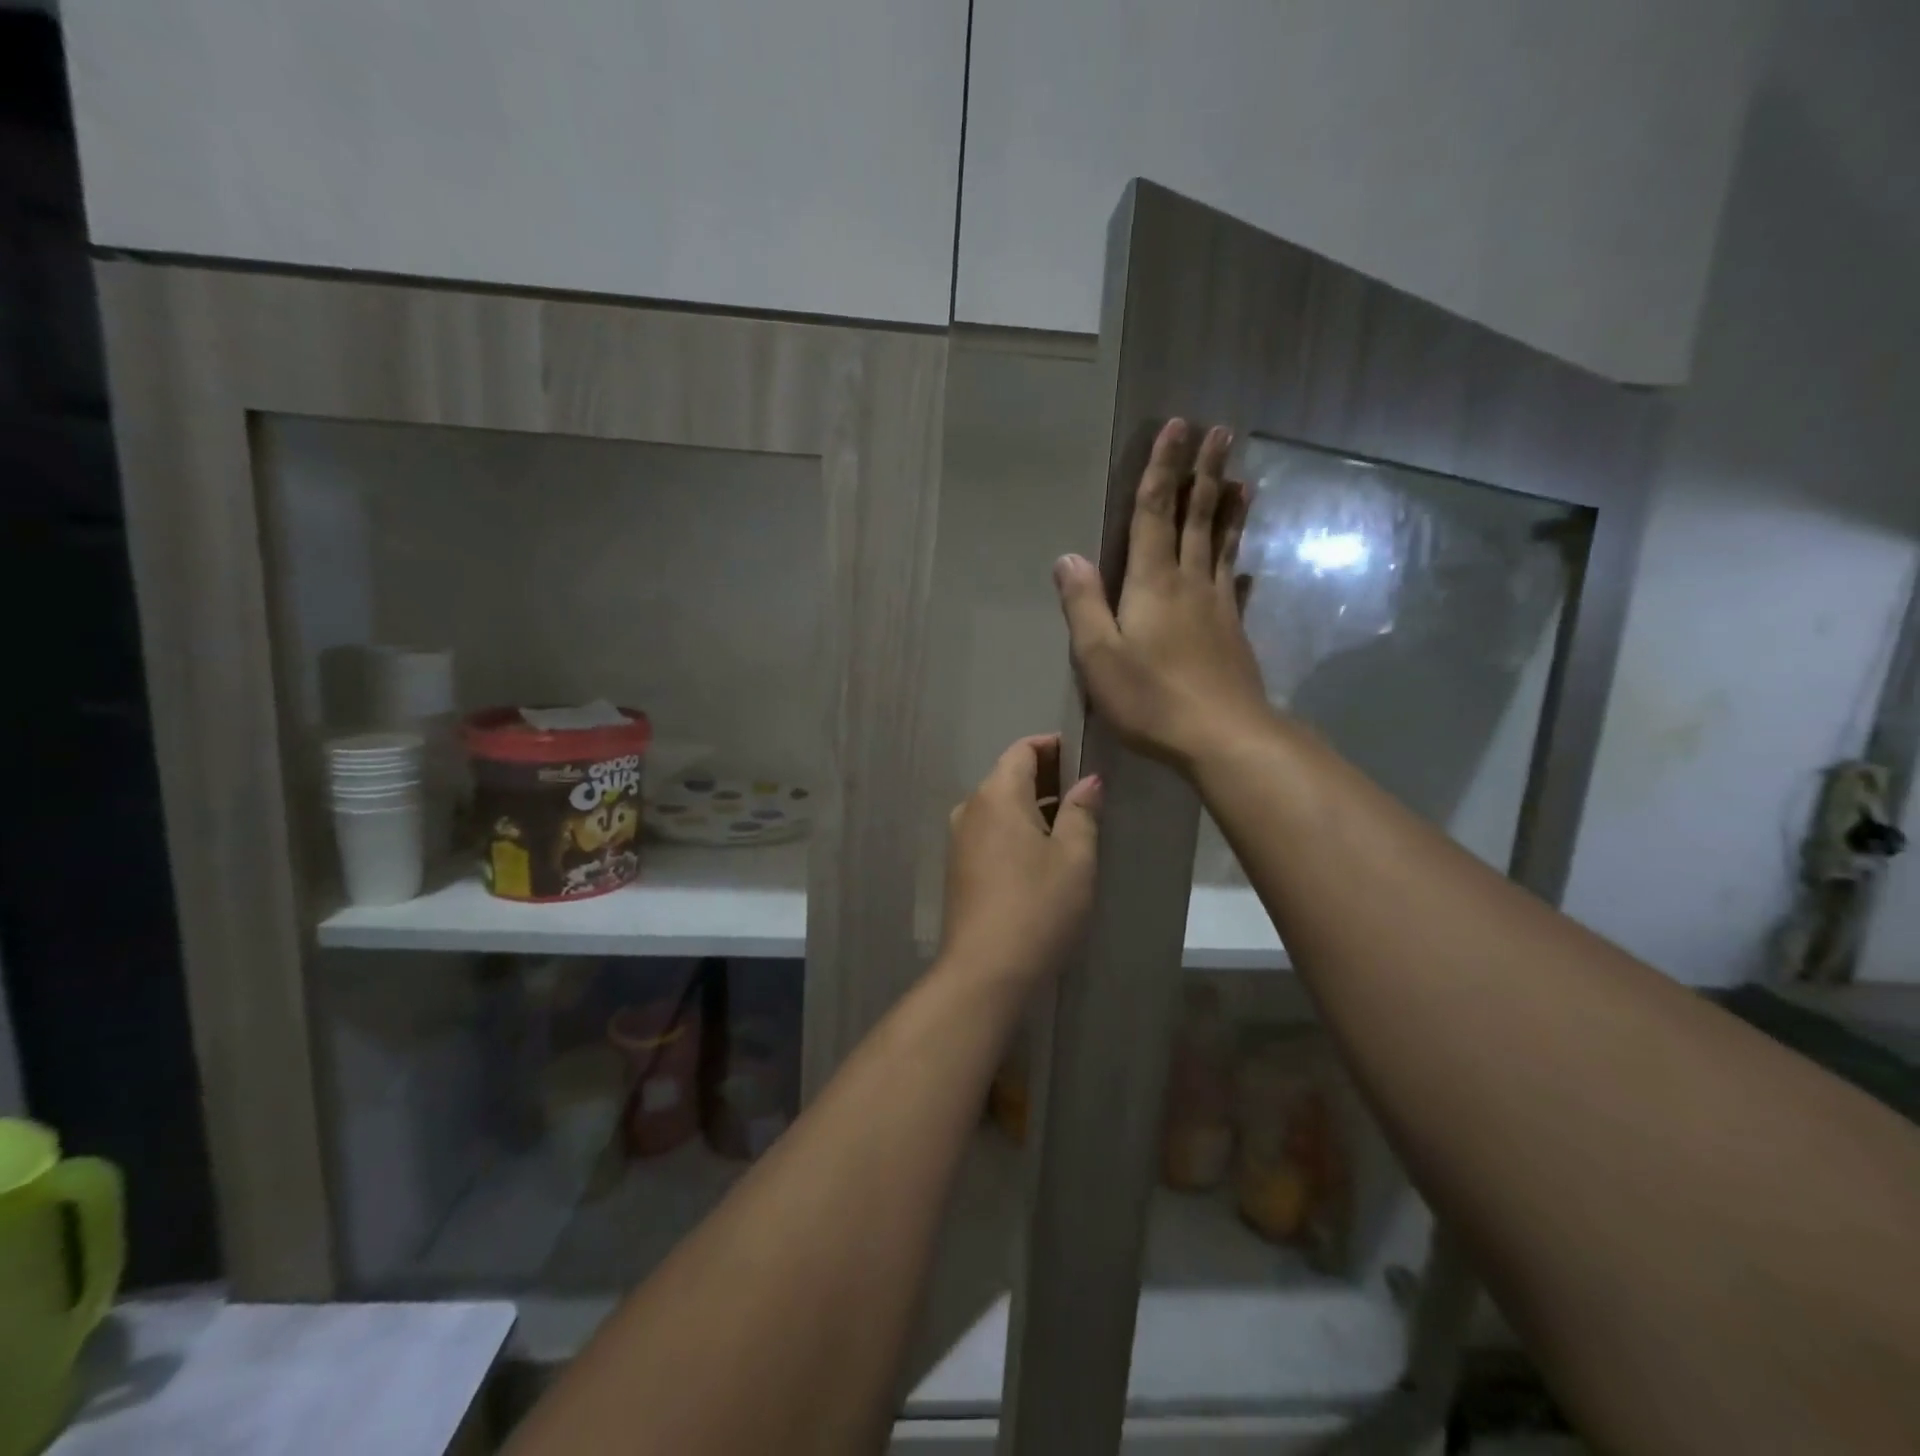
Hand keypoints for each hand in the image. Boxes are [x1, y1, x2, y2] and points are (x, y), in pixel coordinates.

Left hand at [941, 735, 1101, 985]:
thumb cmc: (1037, 907)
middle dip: (1048, 778)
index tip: (1086, 758)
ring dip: (1034, 807)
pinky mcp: (959, 867)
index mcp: (996, 794)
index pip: (1023, 749)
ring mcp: (960, 839)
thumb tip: (1088, 781)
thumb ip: (1081, 812)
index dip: (1055, 747)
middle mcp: (971, 808)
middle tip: (1088, 794)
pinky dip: (1017, 830)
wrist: (984, 972)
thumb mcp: (1075, 858)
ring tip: (1073, 825)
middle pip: (1010, 775)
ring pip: (1001, 806)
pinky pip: (991, 832)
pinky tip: (1044, 854)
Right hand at [1054, 419, 1273, 773]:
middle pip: (1197, 518)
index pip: (1154, 514)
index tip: (1177, 428)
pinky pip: (1235, 583)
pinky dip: (1238, 563)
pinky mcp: (1233, 632)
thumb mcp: (1099, 656)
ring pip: (1223, 545)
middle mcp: (1189, 583)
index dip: (1162, 470)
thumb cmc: (1151, 698)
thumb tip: (1067, 557)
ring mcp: (1218, 606)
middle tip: (1220, 431)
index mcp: (1152, 583)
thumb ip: (1083, 604)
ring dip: (1228, 508)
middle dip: (1205, 473)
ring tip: (1242, 479)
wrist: (1222, 736)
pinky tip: (1245, 562)